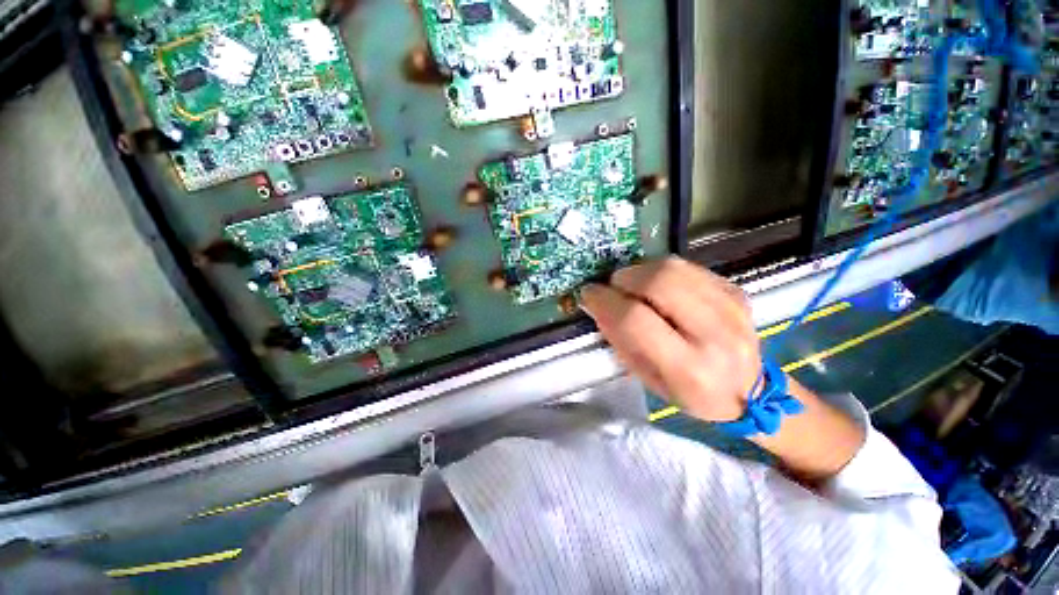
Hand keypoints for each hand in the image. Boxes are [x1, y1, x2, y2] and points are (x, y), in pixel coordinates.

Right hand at [580, 257, 760, 422]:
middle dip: (624, 278)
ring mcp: (731, 306)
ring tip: (632, 285)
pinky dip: (661, 271)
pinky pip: (686, 266)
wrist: (751, 392)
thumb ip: (620, 339)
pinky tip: (658, 287)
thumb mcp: (647, 378)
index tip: (589, 295)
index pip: (636, 320)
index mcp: (689, 368)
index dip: (605, 301)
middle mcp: (715, 334)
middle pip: (659, 283)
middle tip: (613, 287)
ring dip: (641, 271)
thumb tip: (597, 303)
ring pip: (672, 267)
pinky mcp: (735, 289)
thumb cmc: (690, 393)